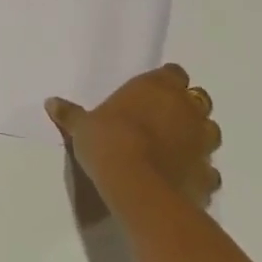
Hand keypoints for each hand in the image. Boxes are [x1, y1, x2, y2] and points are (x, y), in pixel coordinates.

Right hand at [46, 64, 220, 208]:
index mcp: (158, 88)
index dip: (166, 81)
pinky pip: (209, 169)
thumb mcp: (82, 126)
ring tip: (176, 146)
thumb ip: (71, 114)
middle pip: (198, 99)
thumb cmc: (108, 142)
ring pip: (211, 132)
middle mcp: (186, 110)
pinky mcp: (208, 176)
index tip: (152, 91)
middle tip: (164, 117)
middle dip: (186, 107)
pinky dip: (200, 170)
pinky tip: (182, 176)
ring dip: (198, 136)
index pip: (174, 73)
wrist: (138, 188)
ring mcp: (202, 144)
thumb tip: (50, 102)